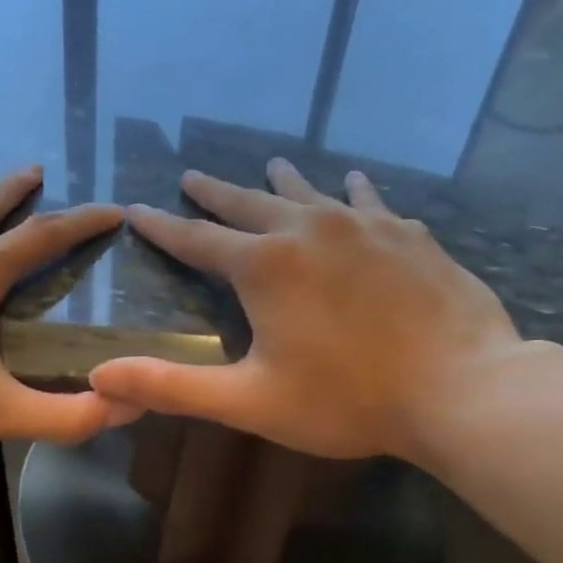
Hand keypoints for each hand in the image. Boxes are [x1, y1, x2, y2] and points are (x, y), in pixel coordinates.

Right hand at [90, 159, 541, 462]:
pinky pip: (371, 203)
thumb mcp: (249, 401)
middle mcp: (309, 230)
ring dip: (282, 180)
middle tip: (192, 175)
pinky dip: (354, 193)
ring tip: (269, 161)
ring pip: (311, 192)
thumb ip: (172, 386)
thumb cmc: (348, 400)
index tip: (137, 208)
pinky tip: (355, 184)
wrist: (464, 390)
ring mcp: (365, 227)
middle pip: (248, 203)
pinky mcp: (409, 237)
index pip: (197, 239)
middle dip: (215, 193)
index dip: (163, 226)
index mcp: (265, 266)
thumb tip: (99, 375)